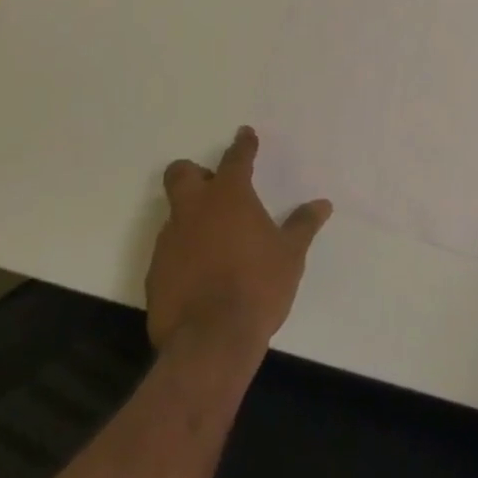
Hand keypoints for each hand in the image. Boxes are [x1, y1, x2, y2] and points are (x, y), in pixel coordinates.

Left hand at [145, 127, 330, 356]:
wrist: (210, 342)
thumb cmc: (258, 287)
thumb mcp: (290, 255)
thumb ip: (303, 225)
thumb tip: (323, 204)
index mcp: (229, 196)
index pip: (236, 158)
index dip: (243, 145)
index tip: (245, 135)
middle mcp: (194, 210)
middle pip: (181, 174)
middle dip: (194, 173)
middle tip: (213, 187)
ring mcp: (170, 241)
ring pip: (174, 214)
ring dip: (190, 218)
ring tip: (213, 240)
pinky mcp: (155, 275)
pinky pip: (168, 252)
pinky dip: (183, 254)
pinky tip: (199, 274)